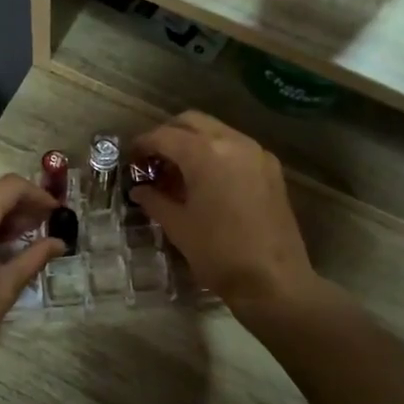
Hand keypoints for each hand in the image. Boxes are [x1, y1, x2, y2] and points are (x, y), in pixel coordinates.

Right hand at [128, 112, 316, 312]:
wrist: (273, 281)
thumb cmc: (218, 253)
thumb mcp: (178, 227)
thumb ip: (155, 201)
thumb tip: (140, 190)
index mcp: (205, 153)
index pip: (165, 136)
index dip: (142, 145)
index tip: (130, 158)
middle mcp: (233, 142)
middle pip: (192, 122)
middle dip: (168, 135)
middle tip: (152, 159)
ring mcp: (256, 154)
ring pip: (217, 131)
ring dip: (193, 142)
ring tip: (177, 171)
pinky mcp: (271, 170)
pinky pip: (236, 148)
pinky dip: (216, 153)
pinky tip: (205, 180)